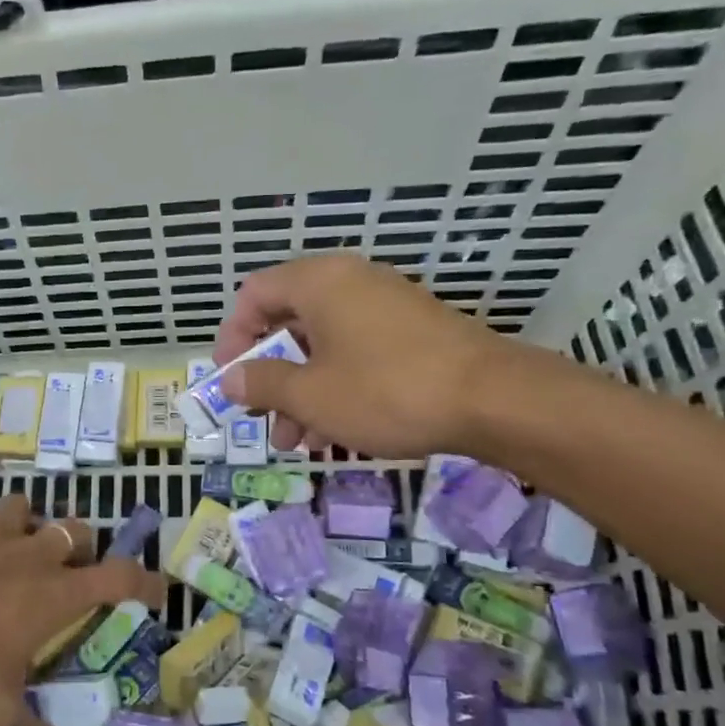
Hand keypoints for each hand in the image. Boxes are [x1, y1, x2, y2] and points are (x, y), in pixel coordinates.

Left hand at [0, 496, 164, 725]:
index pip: (119, 577)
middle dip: (81, 544)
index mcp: (55, 593)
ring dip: (26, 521)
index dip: (144, 581)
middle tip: (70, 567)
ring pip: (22, 507)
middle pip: (75, 530)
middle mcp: (30, 554)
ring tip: (16, 542)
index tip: (156, 590)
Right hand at [212, 254, 516, 457]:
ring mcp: (385, 307)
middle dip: (270, 377)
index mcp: (319, 282)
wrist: (494, 400)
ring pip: (323, 346)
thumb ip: (263, 383)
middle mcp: (350, 283)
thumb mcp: (311, 395)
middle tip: (262, 419)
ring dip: (301, 393)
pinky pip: (356, 354)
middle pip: (288, 324)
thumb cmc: (386, 390)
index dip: (232, 336)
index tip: (230, 379)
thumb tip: (231, 380)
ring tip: (297, 443)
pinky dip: (336, 388)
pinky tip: (334, 434)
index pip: (254, 294)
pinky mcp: (412, 333)